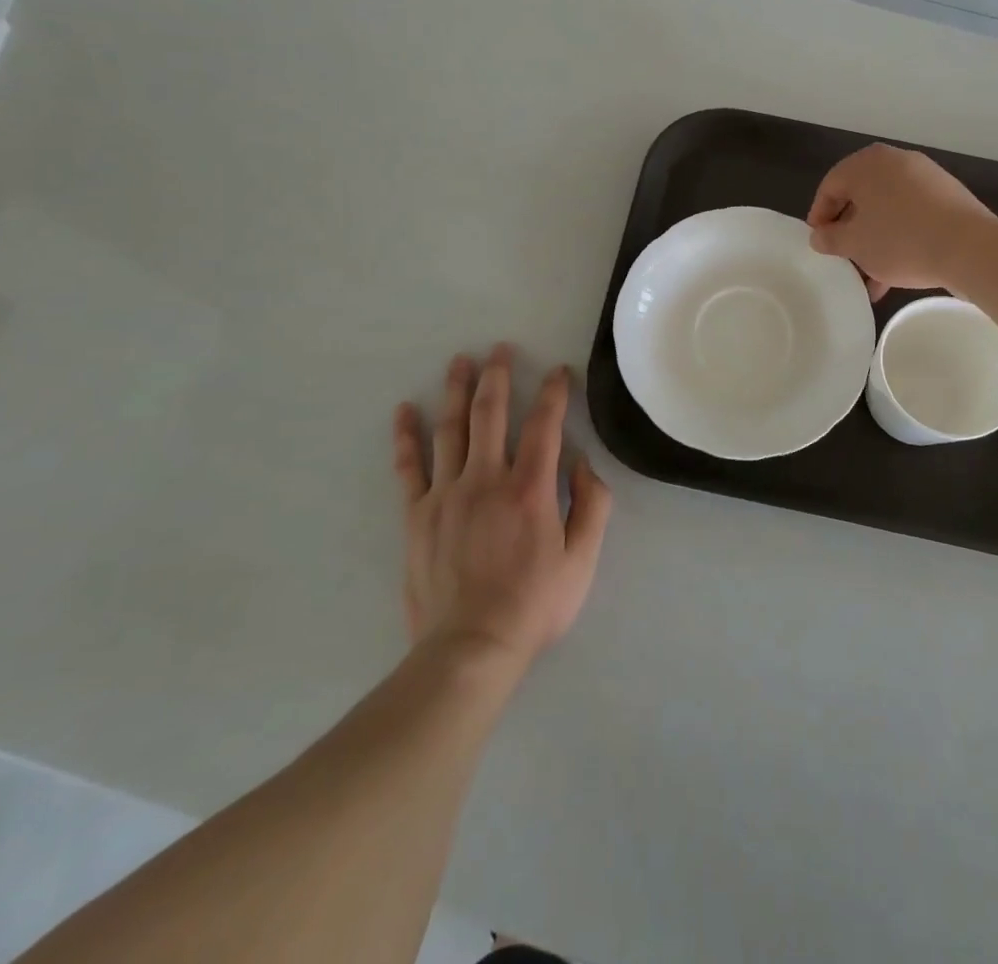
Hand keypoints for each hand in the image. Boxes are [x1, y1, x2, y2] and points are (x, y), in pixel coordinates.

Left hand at [393, 346, 610, 669]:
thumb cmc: (534, 605)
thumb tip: (581, 462)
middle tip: (500, 349)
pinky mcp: (417, 514)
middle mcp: (487, 479)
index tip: (559, 372)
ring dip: (456, 391)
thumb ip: (592, 506)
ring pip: (451, 429)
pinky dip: (407, 436)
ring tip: (460, 362)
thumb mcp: (582, 561)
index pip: (545, 425)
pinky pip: (409, 467)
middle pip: (491, 414)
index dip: (554, 393)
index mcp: (530, 488)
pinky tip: (405, 410)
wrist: (470, 648)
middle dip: (498, 376)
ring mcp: (446, 494)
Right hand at [806, 144, 996, 299]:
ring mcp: (926, 178)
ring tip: (869, 277)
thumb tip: (819, 236)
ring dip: (875, 241)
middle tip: (843, 257)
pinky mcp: (948, 198)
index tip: (818, 242)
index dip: (819, 216)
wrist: (970, 248)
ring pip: (888, 210)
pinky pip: (912, 216)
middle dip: (850, 230)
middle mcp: (896, 162)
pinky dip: (900, 238)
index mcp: (868, 164)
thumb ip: (830, 238)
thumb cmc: (900, 240)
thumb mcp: (855, 244)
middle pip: (861, 197)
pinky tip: (895, 274)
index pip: (831, 185)